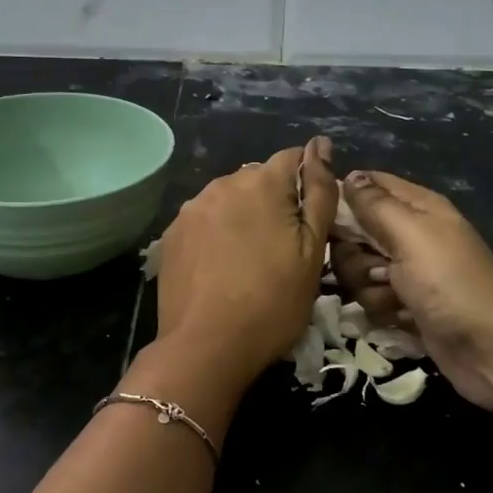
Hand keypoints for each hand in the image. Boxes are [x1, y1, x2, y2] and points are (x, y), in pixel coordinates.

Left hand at [154, 139, 337, 386]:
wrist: (206, 347)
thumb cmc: (273, 302)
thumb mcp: (312, 251)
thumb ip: (319, 193)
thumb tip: (321, 145)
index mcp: (261, 182)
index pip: (293, 158)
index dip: (307, 184)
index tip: (310, 220)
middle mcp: (222, 184)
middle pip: (258, 179)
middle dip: (274, 201)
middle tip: (282, 249)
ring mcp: (191, 209)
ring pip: (228, 199)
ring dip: (243, 216)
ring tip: (249, 260)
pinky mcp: (171, 235)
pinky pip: (203, 221)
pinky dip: (216, 234)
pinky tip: (220, 268)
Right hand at [331, 171, 492, 423]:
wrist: (492, 348)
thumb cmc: (451, 281)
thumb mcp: (411, 234)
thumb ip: (375, 204)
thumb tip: (348, 175)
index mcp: (416, 207)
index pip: (367, 185)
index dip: (343, 197)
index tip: (327, 219)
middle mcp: (408, 234)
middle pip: (354, 232)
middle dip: (353, 253)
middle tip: (375, 266)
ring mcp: (405, 272)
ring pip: (357, 269)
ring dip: (367, 285)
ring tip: (394, 296)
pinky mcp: (403, 305)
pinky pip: (370, 298)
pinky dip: (381, 309)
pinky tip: (401, 317)